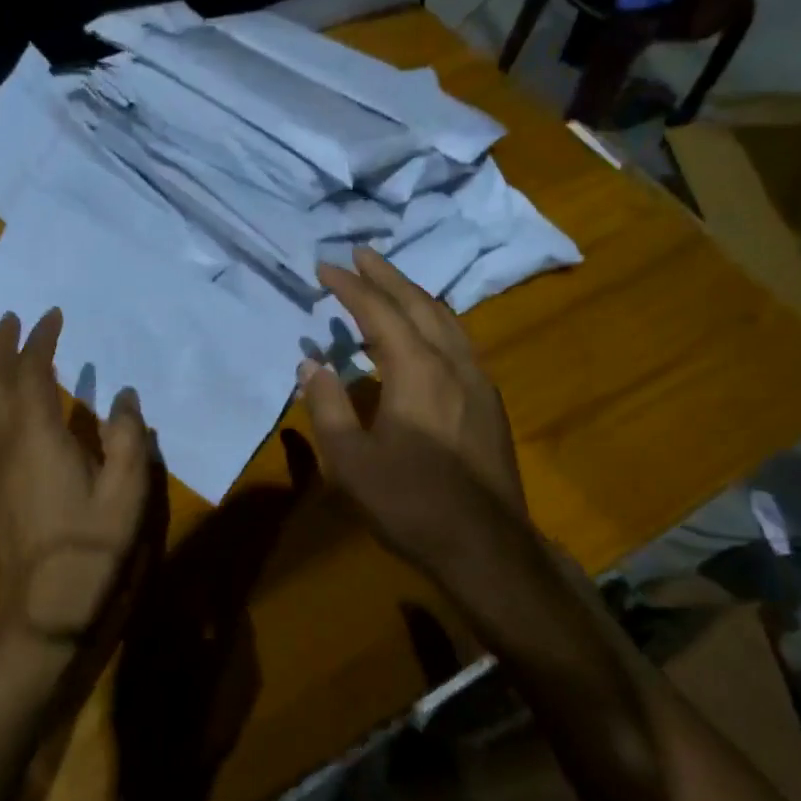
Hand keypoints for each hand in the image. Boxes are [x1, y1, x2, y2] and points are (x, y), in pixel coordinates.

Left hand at [0, 309, 153, 649]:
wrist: (44, 609)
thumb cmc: (89, 548)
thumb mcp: (126, 493)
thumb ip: (128, 439)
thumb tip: (124, 396)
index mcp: (38, 436)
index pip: (32, 373)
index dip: (40, 341)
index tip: (52, 315)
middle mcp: (6, 443)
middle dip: (1, 346)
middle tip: (12, 319)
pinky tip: (1, 405)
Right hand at [296, 247, 527, 570]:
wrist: (485, 545)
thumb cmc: (410, 503)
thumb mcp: (351, 461)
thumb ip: (328, 407)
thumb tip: (311, 365)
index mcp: (417, 371)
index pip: (379, 312)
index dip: (351, 286)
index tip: (326, 266)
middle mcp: (452, 363)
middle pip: (419, 303)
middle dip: (388, 276)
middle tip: (361, 255)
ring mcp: (478, 381)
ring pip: (446, 320)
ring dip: (415, 295)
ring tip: (390, 284)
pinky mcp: (489, 402)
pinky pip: (459, 342)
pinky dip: (434, 322)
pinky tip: (425, 334)